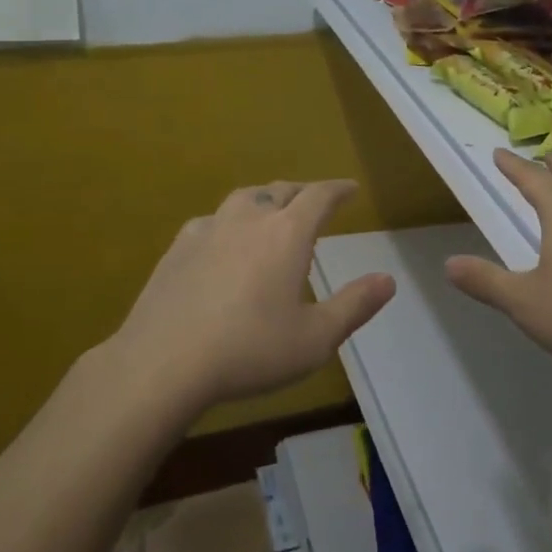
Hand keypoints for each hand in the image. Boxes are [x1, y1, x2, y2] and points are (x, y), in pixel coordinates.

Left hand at [104, 180, 395, 408]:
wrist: (163, 363)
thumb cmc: (249, 350)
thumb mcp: (315, 338)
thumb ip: (354, 306)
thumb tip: (388, 280)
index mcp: (287, 234)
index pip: (319, 197)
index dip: (338, 190)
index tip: (350, 188)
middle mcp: (248, 220)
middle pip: (280, 191)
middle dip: (302, 192)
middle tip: (313, 200)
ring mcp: (208, 230)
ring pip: (243, 199)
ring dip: (264, 199)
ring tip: (270, 211)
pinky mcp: (177, 249)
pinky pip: (210, 221)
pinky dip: (227, 222)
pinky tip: (222, 240)